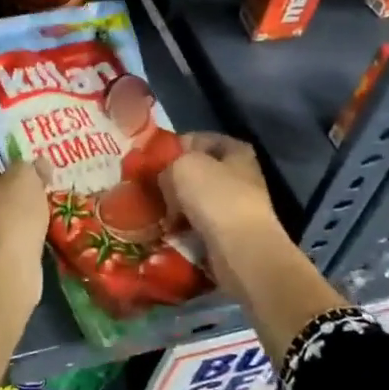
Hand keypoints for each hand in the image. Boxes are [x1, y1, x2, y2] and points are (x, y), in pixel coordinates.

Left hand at [0, 143, 47, 287]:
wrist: (0, 276)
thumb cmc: (10, 217)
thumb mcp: (27, 180)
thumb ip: (31, 165)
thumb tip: (37, 163)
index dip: (3, 146)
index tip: (26, 153)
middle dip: (7, 174)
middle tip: (34, 174)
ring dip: (7, 200)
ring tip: (36, 199)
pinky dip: (6, 222)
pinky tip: (27, 223)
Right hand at [160, 133, 287, 297]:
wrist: (241, 250)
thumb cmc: (215, 197)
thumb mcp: (181, 166)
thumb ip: (168, 165)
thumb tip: (165, 180)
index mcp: (235, 151)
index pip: (198, 139)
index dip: (174, 146)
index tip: (151, 159)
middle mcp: (240, 176)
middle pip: (197, 172)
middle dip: (172, 180)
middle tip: (148, 187)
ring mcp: (235, 207)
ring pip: (195, 201)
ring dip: (174, 207)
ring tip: (152, 212)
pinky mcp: (229, 235)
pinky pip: (197, 226)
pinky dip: (182, 229)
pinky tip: (166, 232)